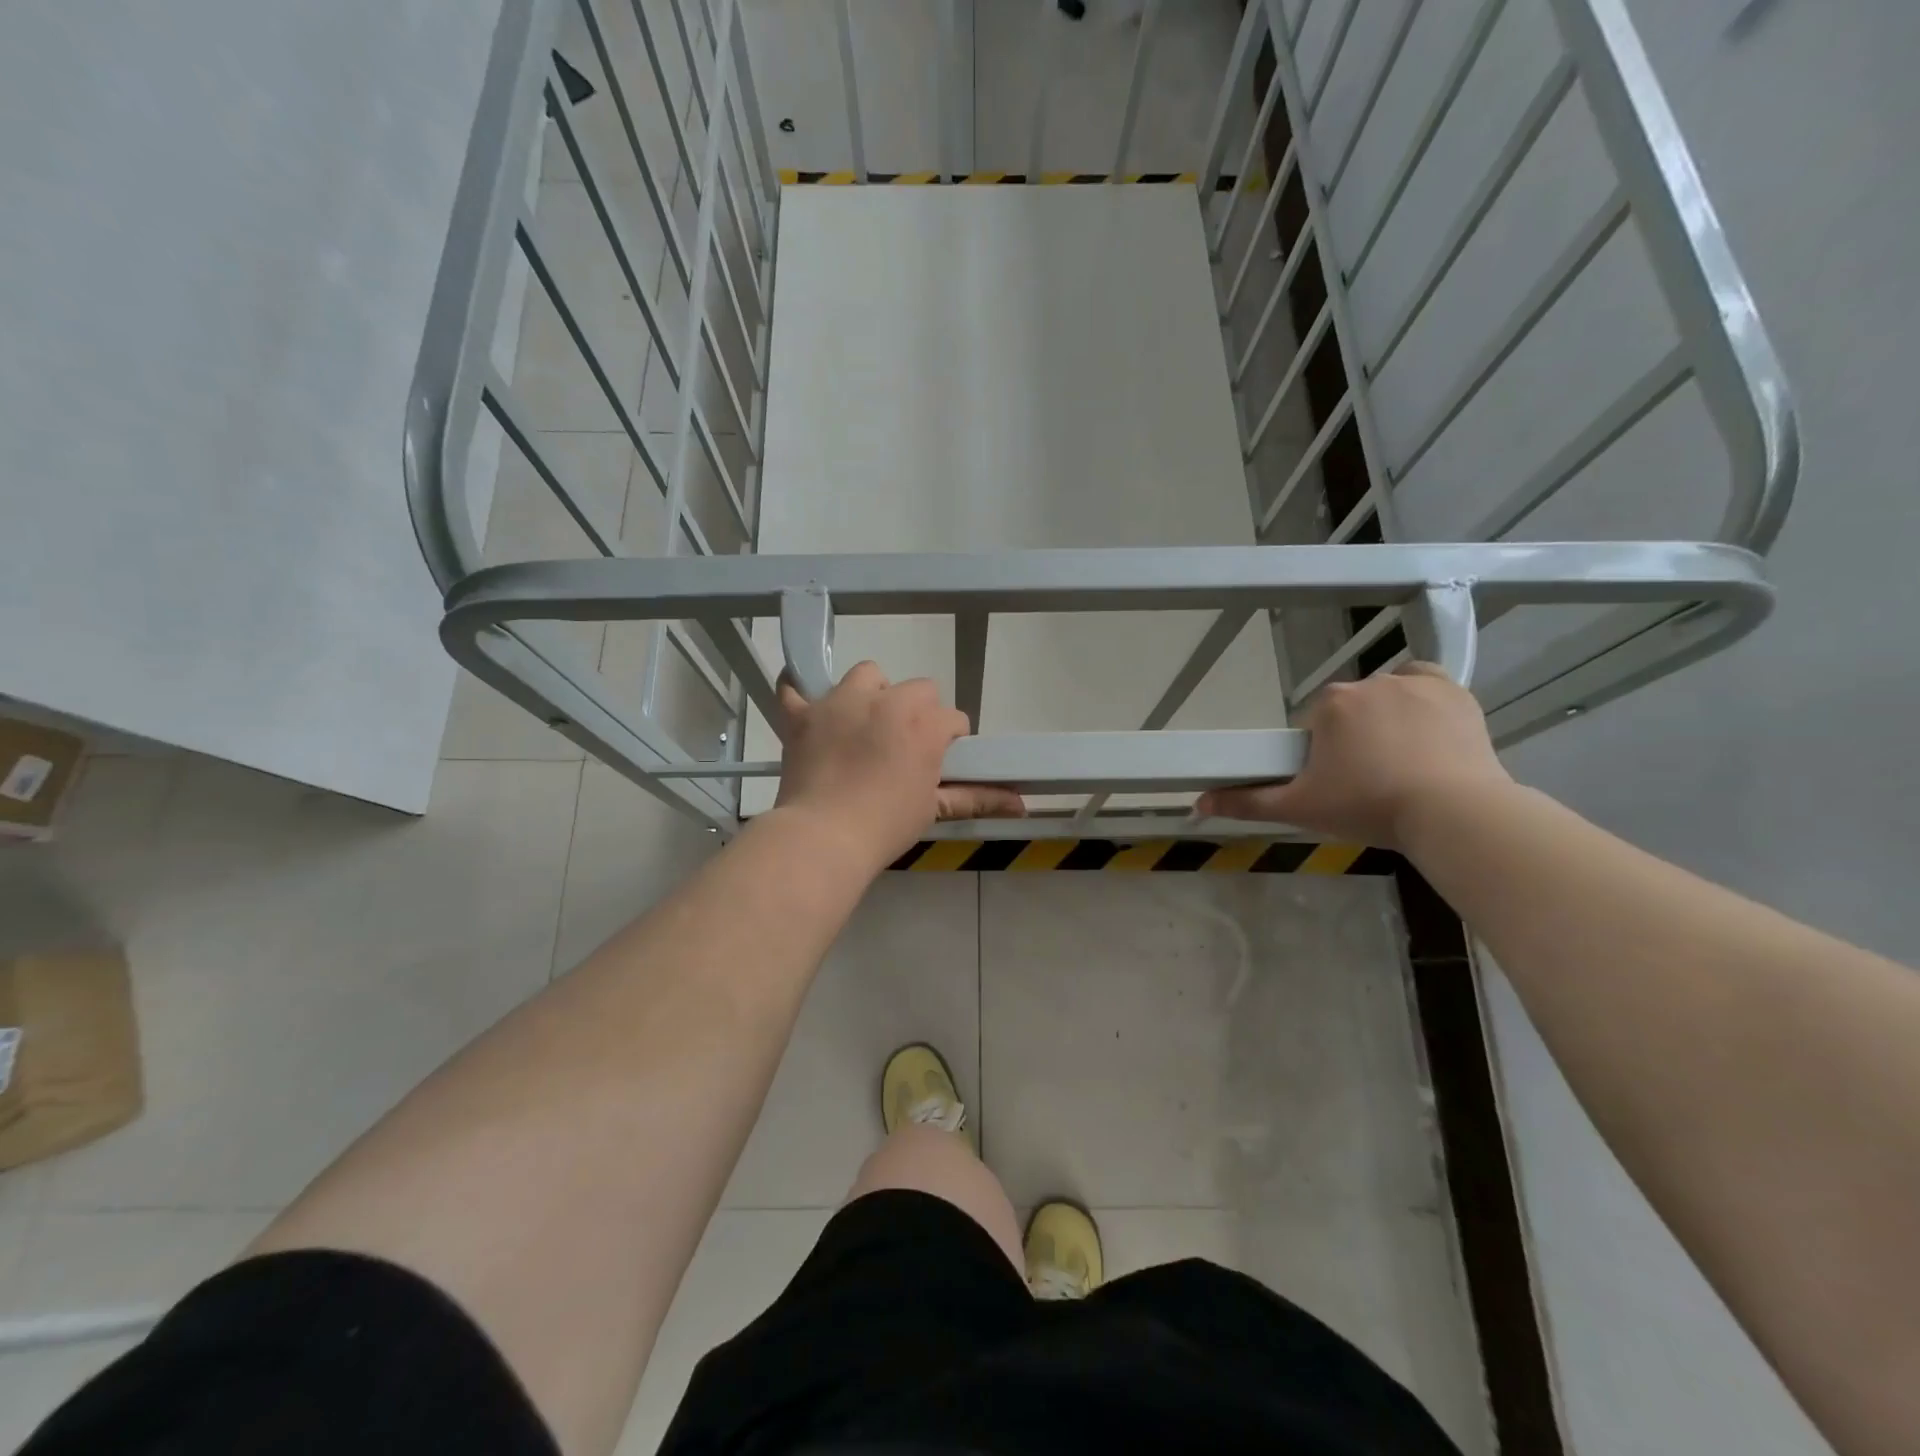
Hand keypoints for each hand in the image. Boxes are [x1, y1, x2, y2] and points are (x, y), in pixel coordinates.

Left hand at [774, 662, 1023, 865]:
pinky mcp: (803, 714)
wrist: (823, 837)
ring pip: (867, 674)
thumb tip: (1021, 804)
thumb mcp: (932, 809)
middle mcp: (886, 701)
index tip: (940, 760)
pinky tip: (809, 707)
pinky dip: (800, 692)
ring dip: (871, 692)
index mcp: (924, 725)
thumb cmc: (885, 826)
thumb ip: (976, 797)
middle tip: (904, 746)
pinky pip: (795, 686)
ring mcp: (840, 702)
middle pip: (917, 688)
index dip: (949, 738)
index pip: (952, 718)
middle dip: (918, 711)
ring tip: (864, 724)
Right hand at [1194, 662, 1511, 849]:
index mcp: (1330, 705)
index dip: (1321, 753)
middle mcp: (1368, 683)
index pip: (1314, 724)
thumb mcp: (1300, 809)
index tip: (1336, 782)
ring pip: (1386, 695)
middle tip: (1368, 781)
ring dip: (1385, 719)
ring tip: (1400, 761)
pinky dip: (1420, 697)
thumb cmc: (1369, 807)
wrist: (1453, 814)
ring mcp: (1415, 683)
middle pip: (1350, 709)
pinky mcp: (1453, 691)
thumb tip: (1197, 802)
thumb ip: (1247, 802)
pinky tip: (1423, 727)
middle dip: (1353, 738)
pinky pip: (1425, 681)